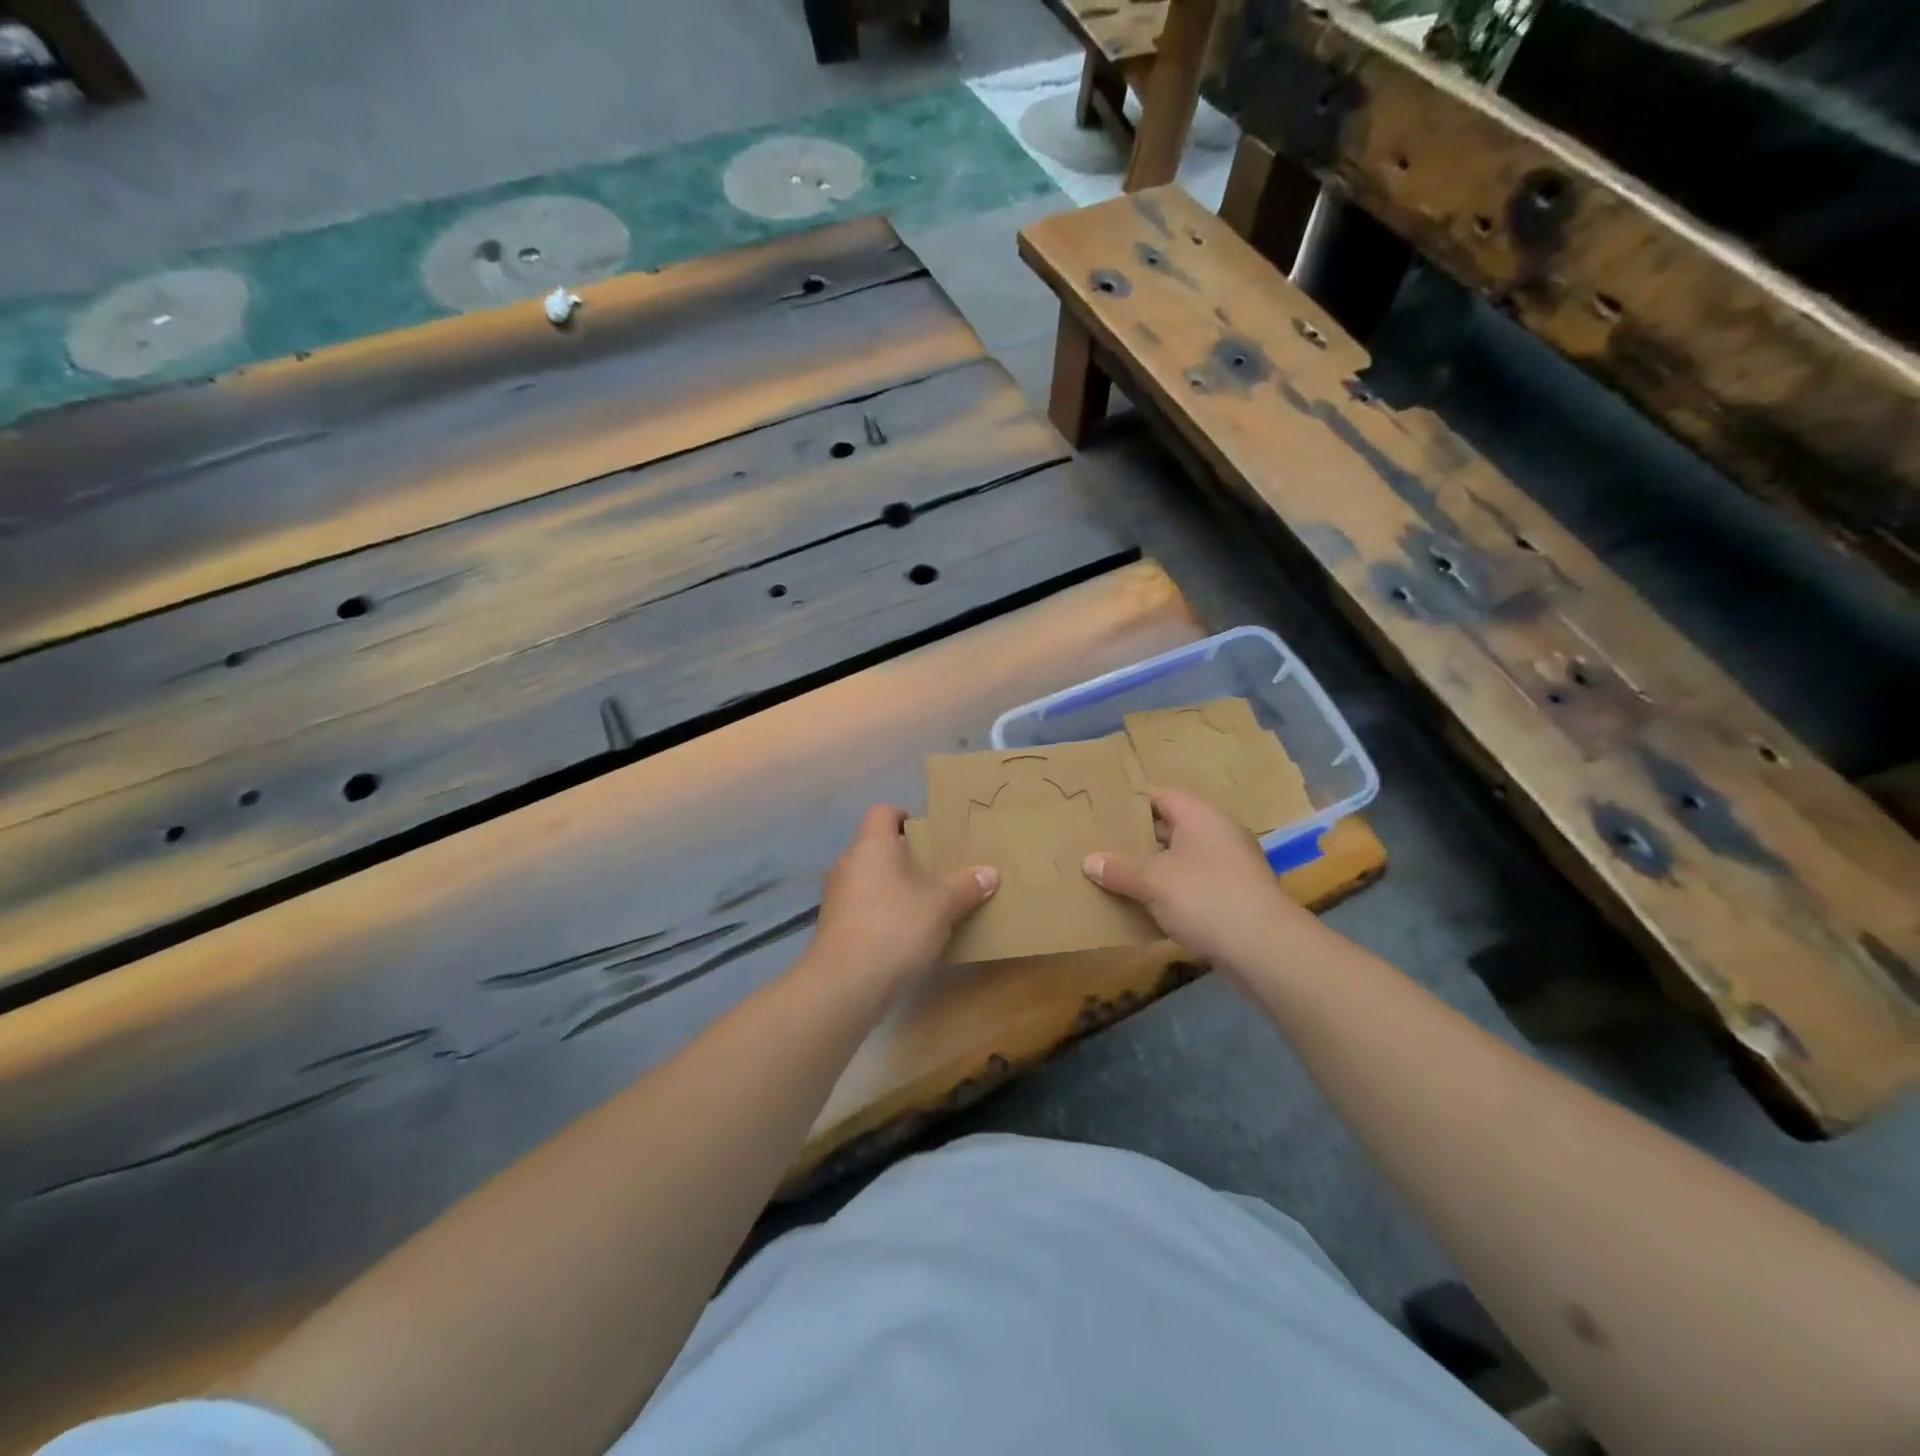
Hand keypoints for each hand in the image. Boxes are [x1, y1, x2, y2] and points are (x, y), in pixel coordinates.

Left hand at [809, 805, 998, 989]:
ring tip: (924, 904)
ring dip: (893, 887)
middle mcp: (849, 862)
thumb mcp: (942, 904)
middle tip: (936, 871)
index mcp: (873, 845)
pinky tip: (904, 934)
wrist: (846, 982)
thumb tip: (990, 872)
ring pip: (869, 878)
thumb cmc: (896, 926)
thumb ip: (966, 885)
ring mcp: (836, 895)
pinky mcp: (833, 926)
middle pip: (877, 847)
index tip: (929, 834)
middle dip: (906, 857)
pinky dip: (881, 912)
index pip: (883, 812)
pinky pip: (862, 906)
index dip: (905, 816)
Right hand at [1082, 786, 1310, 970]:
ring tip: (1116, 874)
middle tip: (1101, 843)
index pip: (1159, 795)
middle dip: (1137, 836)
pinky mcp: (1234, 895)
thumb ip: (1119, 868)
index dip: (1129, 801)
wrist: (1265, 948)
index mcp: (1200, 816)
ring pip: (1181, 857)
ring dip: (1153, 866)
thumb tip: (1090, 861)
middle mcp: (1217, 833)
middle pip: (1170, 826)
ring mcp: (1229, 865)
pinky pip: (1193, 883)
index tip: (1100, 810)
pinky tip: (1146, 905)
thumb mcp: (1152, 880)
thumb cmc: (1205, 897)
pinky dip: (1170, 890)